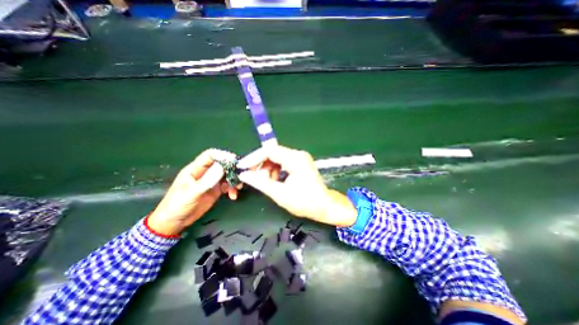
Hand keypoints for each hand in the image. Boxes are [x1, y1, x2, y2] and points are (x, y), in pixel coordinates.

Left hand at [148, 148, 242, 235]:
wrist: (174, 222)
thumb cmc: (177, 206)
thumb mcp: (191, 194)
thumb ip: (206, 181)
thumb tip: (222, 167)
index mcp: (195, 169)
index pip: (210, 156)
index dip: (222, 155)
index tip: (234, 161)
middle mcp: (205, 173)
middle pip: (222, 164)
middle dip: (232, 169)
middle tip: (240, 176)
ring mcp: (211, 181)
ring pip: (227, 175)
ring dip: (234, 180)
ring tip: (237, 189)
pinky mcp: (216, 190)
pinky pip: (227, 185)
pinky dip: (232, 188)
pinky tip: (233, 196)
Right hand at [236, 146, 357, 226]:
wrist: (324, 206)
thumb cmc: (305, 202)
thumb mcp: (280, 194)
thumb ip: (261, 183)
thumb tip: (244, 175)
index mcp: (295, 159)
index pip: (269, 151)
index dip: (254, 158)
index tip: (242, 167)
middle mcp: (298, 154)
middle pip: (272, 153)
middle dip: (261, 165)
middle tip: (253, 177)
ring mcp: (300, 158)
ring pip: (277, 158)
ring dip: (268, 168)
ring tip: (266, 182)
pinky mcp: (300, 163)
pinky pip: (282, 162)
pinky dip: (275, 170)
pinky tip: (274, 180)